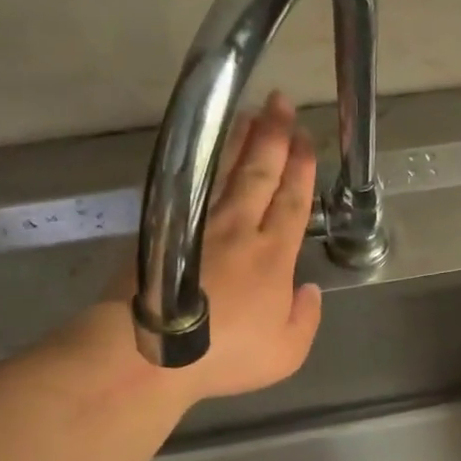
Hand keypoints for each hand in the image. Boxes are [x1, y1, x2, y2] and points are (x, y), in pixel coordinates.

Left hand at [105, 91, 321, 403]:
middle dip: (274, 137)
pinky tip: (203, 154)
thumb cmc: (224, 356)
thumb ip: (305, 319)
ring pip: (224, 172)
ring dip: (239, 140)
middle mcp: (238, 229)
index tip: (306, 140)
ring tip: (250, 114)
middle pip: (259, 174)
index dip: (301, 169)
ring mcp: (197, 225)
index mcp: (272, 257)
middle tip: (281, 104)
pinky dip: (200, 164)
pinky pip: (189, 186)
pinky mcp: (163, 228)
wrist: (151, 352)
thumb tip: (309, 290)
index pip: (292, 202)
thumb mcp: (285, 353)